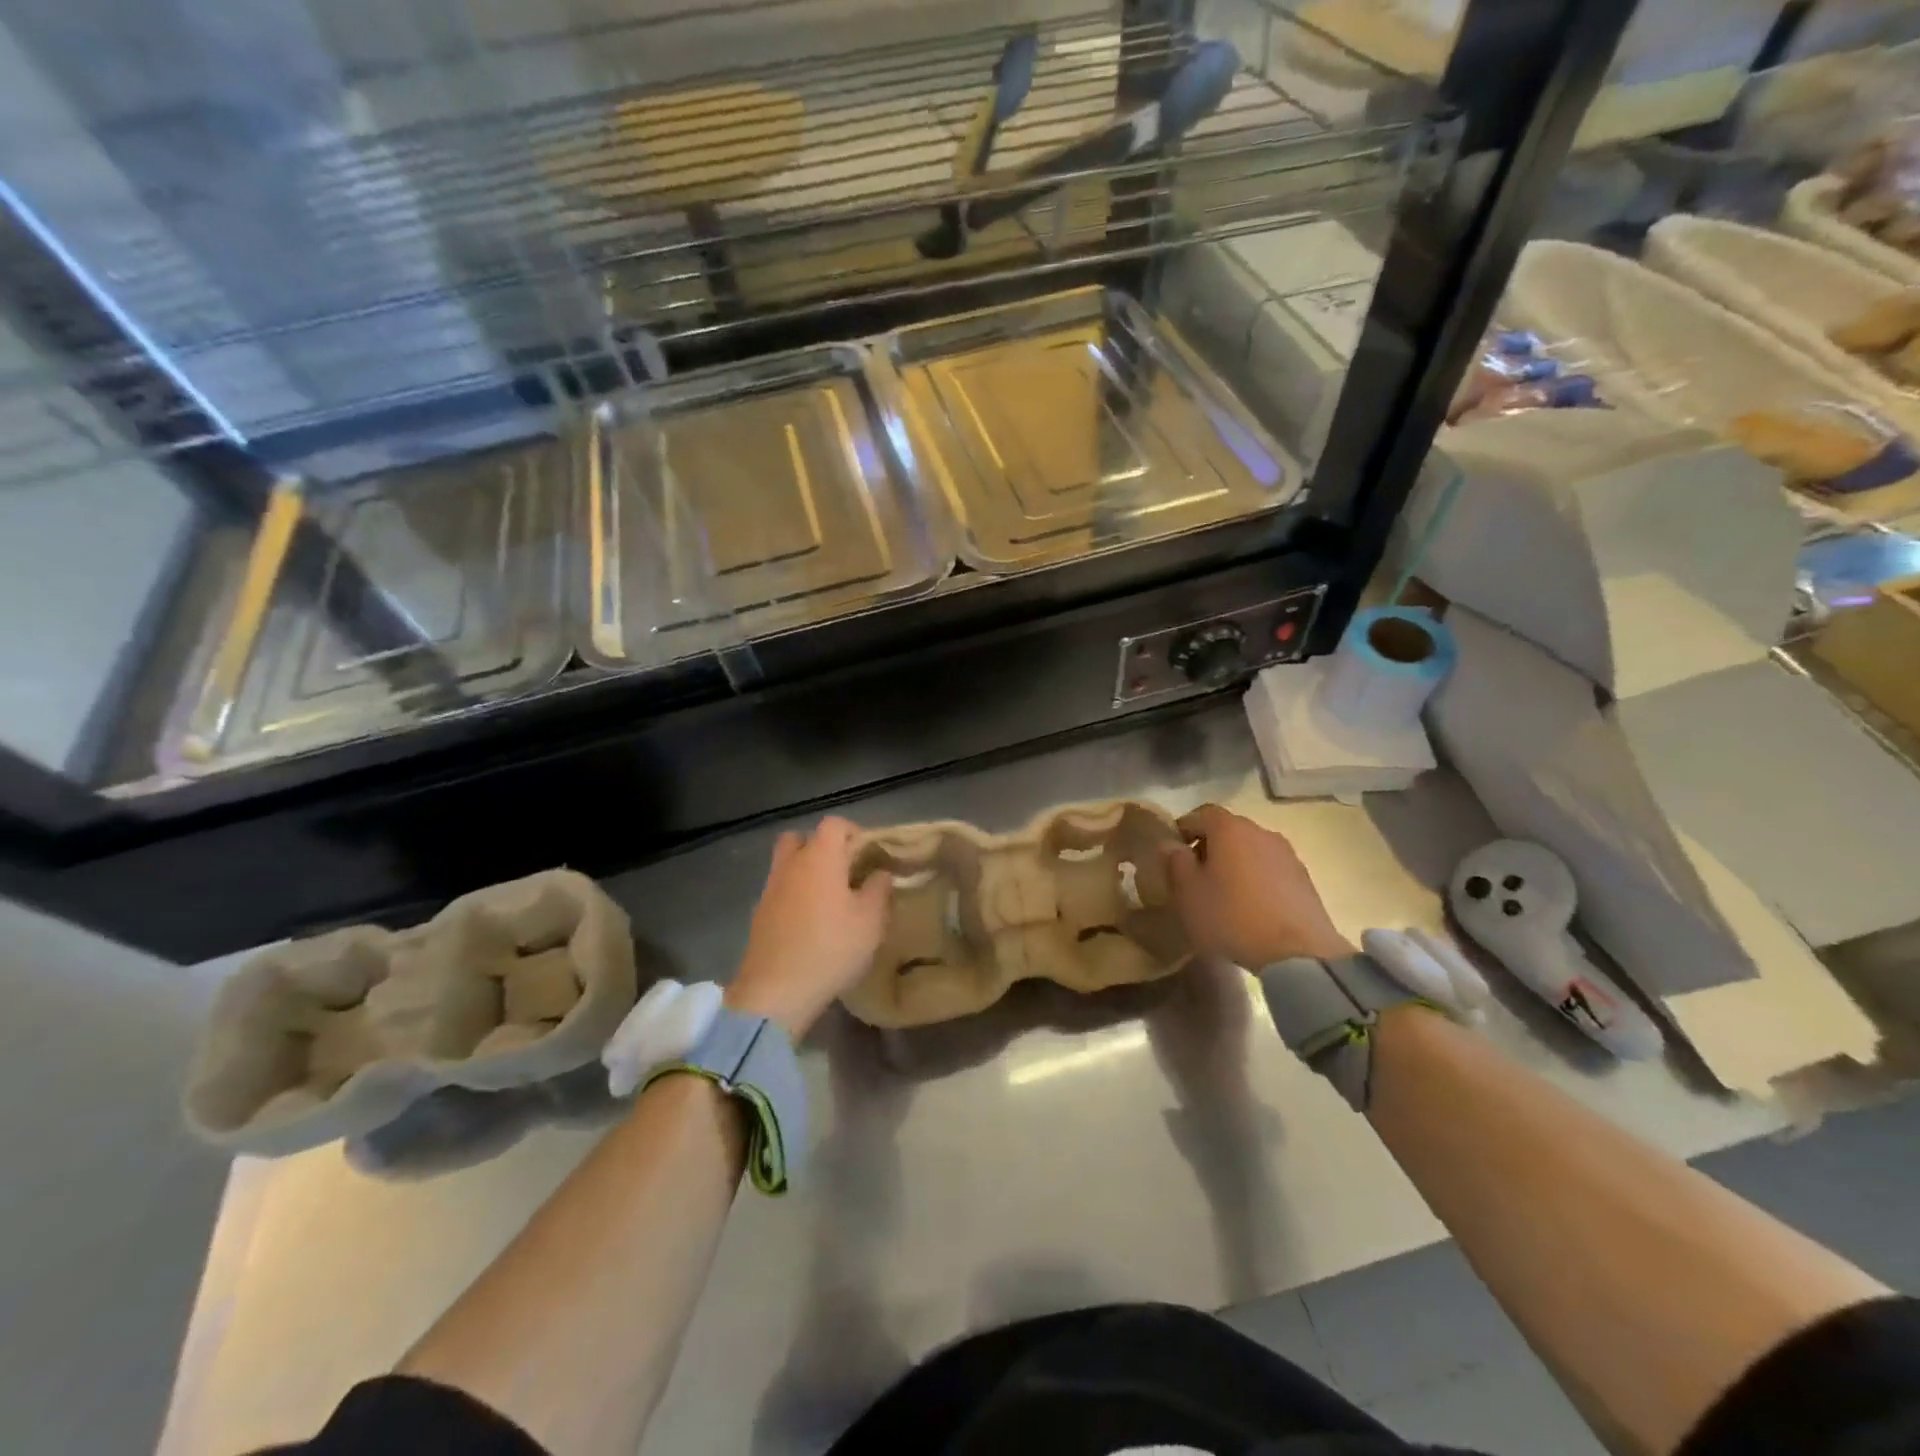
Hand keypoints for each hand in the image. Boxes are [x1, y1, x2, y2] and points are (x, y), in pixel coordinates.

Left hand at [727, 816, 891, 1038]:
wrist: (775, 991)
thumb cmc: (831, 948)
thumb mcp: (870, 921)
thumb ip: (879, 890)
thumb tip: (880, 873)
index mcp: (820, 857)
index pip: (834, 824)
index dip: (854, 832)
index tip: (870, 854)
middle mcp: (791, 864)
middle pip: (802, 838)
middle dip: (823, 847)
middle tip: (844, 871)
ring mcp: (770, 888)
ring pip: (788, 864)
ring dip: (807, 871)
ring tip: (830, 898)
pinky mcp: (759, 914)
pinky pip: (780, 890)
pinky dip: (794, 895)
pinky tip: (810, 922)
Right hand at [1161, 804, 1352, 967]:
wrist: (1298, 953)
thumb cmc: (1231, 917)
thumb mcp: (1188, 893)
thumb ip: (1175, 862)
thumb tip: (1171, 844)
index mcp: (1229, 829)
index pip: (1200, 813)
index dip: (1183, 829)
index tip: (1173, 853)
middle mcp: (1261, 832)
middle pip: (1228, 830)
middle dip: (1209, 847)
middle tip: (1196, 876)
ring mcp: (1287, 854)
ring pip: (1251, 850)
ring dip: (1235, 864)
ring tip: (1224, 894)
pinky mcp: (1304, 879)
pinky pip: (1270, 869)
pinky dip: (1256, 879)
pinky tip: (1251, 907)